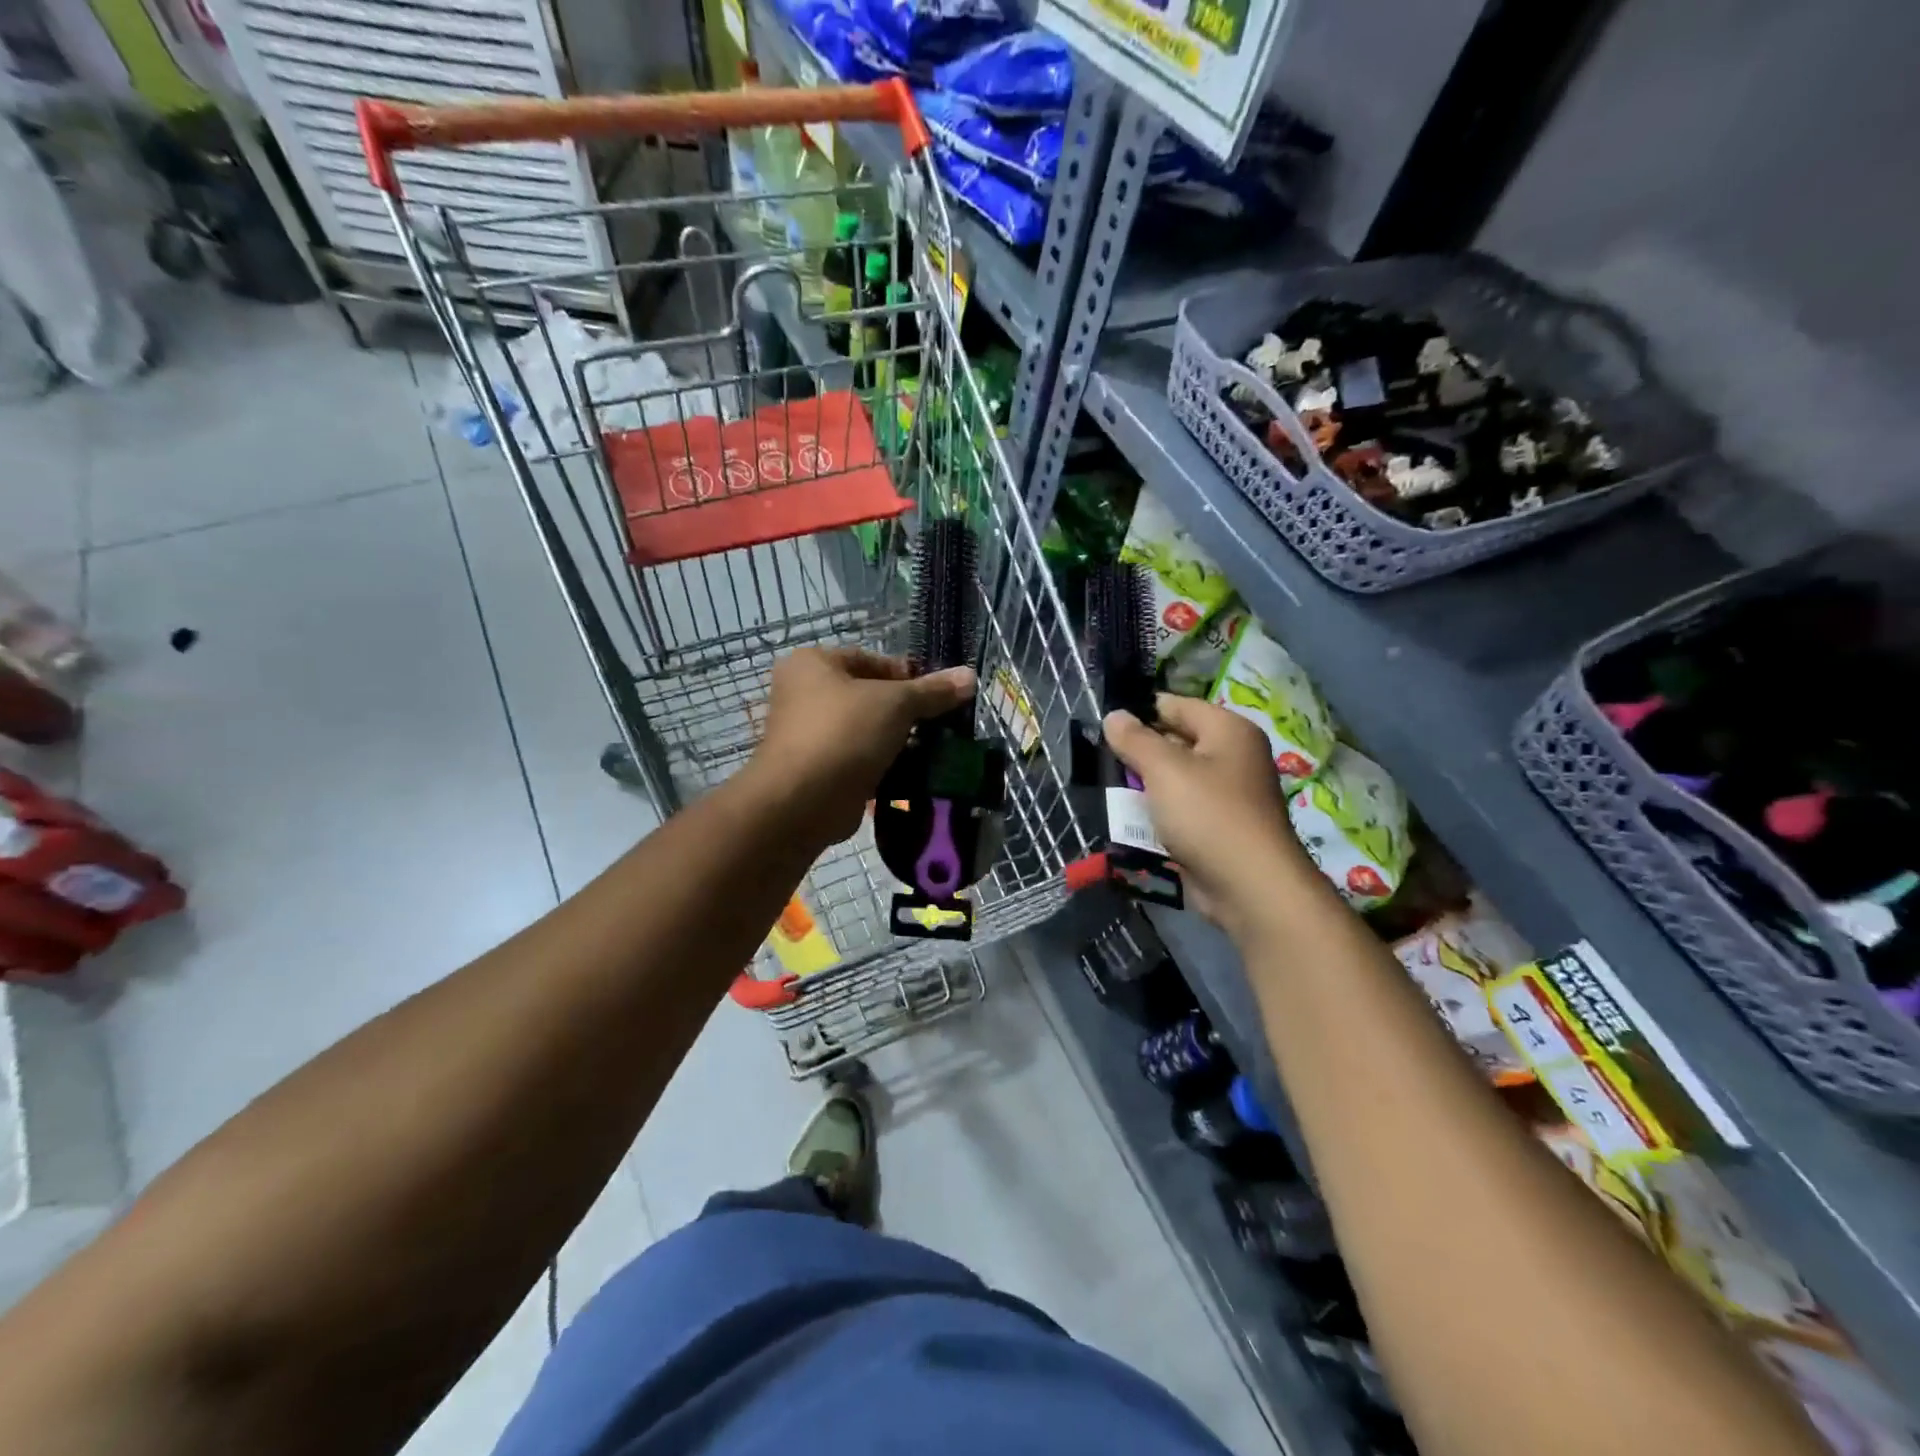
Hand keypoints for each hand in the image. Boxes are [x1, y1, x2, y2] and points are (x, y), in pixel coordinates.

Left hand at [746, 647, 975, 843]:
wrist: (803, 802)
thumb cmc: (845, 734)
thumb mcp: (896, 704)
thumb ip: (932, 691)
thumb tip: (970, 676)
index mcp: (813, 664)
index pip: (871, 659)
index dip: (908, 675)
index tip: (937, 696)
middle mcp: (803, 694)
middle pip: (868, 696)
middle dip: (904, 712)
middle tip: (937, 726)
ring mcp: (807, 734)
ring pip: (864, 730)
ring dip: (895, 741)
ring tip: (929, 751)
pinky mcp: (816, 770)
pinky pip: (857, 760)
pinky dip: (881, 765)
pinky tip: (909, 775)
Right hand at [1104, 694, 1321, 931]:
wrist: (1249, 887)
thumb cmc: (1207, 815)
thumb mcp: (1164, 770)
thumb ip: (1135, 739)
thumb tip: (1114, 715)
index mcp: (1228, 730)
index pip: (1176, 705)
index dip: (1140, 712)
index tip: (1103, 725)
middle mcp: (1233, 756)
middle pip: (1176, 741)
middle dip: (1140, 750)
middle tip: (1100, 759)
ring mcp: (1229, 793)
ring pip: (1176, 777)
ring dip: (1145, 784)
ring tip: (1109, 788)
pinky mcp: (1220, 826)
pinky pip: (1182, 808)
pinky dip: (1159, 811)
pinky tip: (1131, 818)